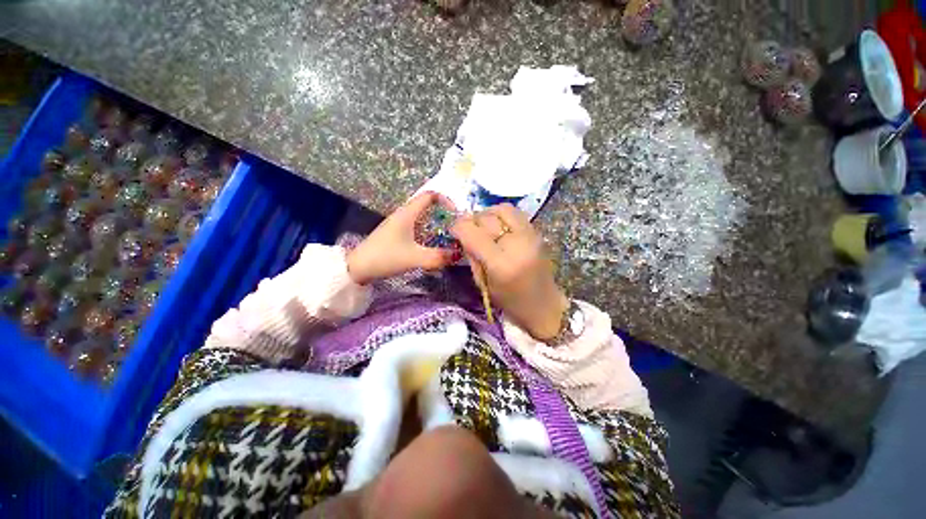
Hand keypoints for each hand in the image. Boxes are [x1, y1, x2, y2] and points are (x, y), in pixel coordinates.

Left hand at [346, 192, 458, 284]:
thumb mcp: (414, 258)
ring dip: (435, 223)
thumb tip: (458, 254)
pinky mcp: (395, 234)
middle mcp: (403, 214)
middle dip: (443, 214)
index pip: (430, 195)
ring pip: (422, 217)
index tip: (455, 214)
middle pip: (427, 206)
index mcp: (407, 213)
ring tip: (447, 236)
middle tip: (454, 227)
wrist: (357, 268)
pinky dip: (427, 231)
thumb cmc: (386, 257)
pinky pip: (416, 226)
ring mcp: (398, 224)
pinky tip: (431, 244)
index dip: (445, 200)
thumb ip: (438, 257)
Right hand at [451, 204, 568, 340]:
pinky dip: (501, 215)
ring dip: (487, 214)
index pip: (473, 233)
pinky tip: (497, 227)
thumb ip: (472, 256)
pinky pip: (514, 212)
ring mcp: (530, 235)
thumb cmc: (510, 302)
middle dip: (471, 221)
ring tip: (483, 227)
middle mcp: (516, 244)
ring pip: (501, 209)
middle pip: (486, 218)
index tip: (453, 230)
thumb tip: (463, 234)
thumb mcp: (483, 283)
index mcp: (500, 264)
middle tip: (467, 230)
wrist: (544, 304)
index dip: (458, 227)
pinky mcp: (536, 232)